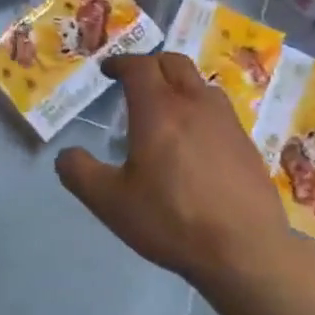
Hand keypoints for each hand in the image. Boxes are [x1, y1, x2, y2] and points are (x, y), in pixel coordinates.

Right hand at [56, 52, 292, 285]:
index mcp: (158, 110)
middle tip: (133, 80)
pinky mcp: (247, 144)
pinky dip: (199, 110)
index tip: (107, 71)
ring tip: (164, 108)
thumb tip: (67, 154)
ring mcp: (226, 122)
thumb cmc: (172, 221)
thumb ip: (79, 172)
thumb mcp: (109, 202)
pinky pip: (218, 110)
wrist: (246, 252)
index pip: (139, 66)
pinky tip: (194, 141)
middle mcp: (195, 105)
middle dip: (150, 64)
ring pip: (200, 84)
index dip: (120, 62)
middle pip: (173, 63)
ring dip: (178, 84)